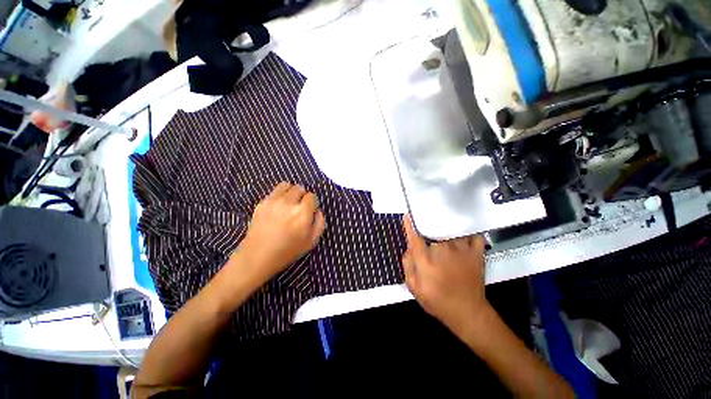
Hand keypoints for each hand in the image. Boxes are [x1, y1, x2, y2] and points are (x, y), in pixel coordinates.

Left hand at [237, 182, 325, 284]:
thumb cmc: (288, 251)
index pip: (312, 196)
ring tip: (289, 203)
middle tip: (299, 207)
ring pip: (287, 185)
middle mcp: (289, 203)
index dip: (312, 203)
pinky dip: (280, 196)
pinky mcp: (262, 202)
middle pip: (300, 188)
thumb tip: (317, 210)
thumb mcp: (311, 241)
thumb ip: (320, 222)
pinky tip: (278, 208)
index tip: (309, 211)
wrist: (257, 256)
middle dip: (302, 196)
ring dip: (291, 192)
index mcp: (302, 213)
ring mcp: (273, 201)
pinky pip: (275, 191)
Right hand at [402, 214, 488, 336]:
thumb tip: (409, 248)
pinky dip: (469, 230)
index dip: (410, 224)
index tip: (408, 216)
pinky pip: (473, 234)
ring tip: (443, 216)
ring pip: (453, 227)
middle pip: (434, 227)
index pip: (415, 236)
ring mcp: (461, 250)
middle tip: (426, 217)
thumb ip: (408, 265)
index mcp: (425, 259)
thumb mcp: (414, 287)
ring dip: (447, 222)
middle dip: (428, 220)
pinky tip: (463, 228)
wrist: (467, 313)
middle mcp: (442, 250)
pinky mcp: (476, 253)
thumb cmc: (437, 300)